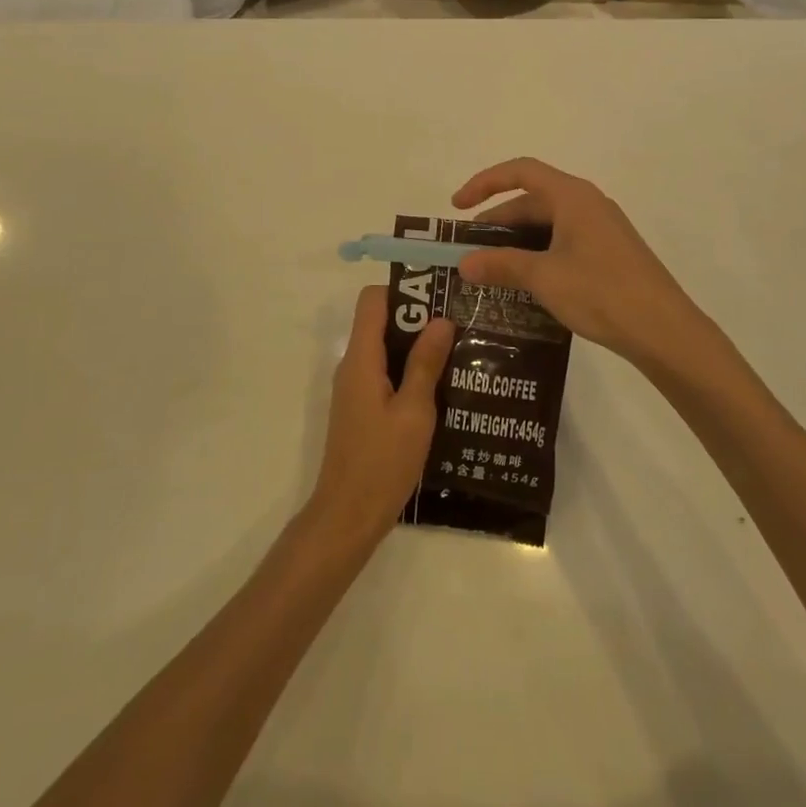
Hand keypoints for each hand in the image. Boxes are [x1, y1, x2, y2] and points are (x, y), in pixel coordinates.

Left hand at [308, 286, 454, 546]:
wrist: (348, 516)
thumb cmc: (382, 462)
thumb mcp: (414, 411)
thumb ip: (426, 364)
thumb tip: (441, 319)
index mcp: (361, 359)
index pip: (371, 300)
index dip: (402, 290)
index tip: (438, 296)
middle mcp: (352, 365)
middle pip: (380, 321)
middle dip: (416, 317)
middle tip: (458, 323)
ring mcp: (354, 388)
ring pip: (384, 348)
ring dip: (416, 346)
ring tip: (456, 351)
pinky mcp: (361, 408)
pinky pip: (383, 373)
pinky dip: (408, 370)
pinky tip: (440, 386)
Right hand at [452, 157, 703, 366]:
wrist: (665, 332)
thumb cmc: (602, 292)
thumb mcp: (544, 277)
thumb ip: (501, 265)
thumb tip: (463, 263)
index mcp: (572, 196)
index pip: (520, 171)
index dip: (485, 182)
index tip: (458, 206)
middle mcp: (587, 204)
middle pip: (532, 200)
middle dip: (497, 222)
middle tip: (469, 250)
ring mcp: (600, 230)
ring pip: (547, 225)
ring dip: (516, 242)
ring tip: (490, 270)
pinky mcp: (608, 254)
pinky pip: (562, 243)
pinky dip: (537, 255)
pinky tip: (524, 284)